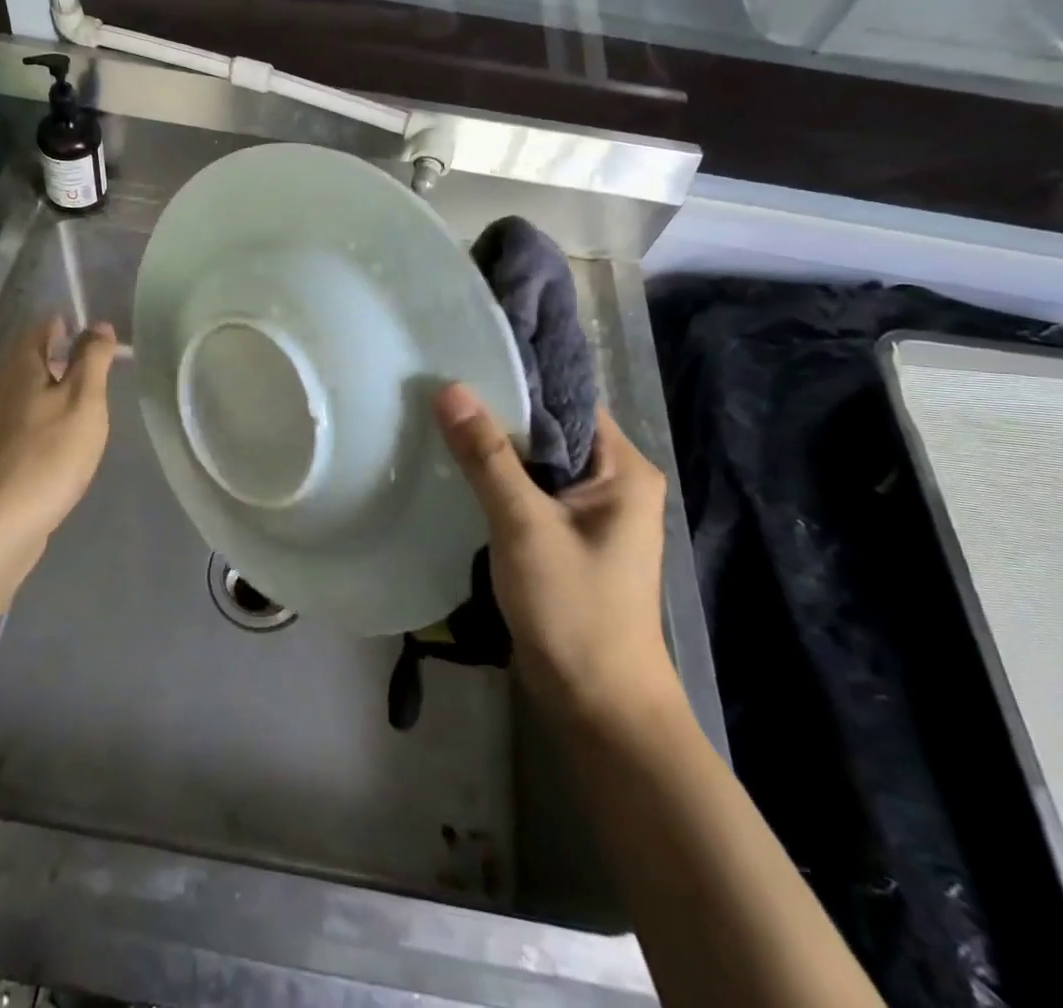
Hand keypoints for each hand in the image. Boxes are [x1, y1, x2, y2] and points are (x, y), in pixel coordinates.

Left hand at [0, 317, 117, 538]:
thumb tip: (99, 325)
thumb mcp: (83, 400)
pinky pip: (28, 417)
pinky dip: (51, 417)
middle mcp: (1, 382)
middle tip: (107, 370)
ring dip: (61, 388)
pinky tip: (70, 439)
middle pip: (36, 353)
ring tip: (95, 404)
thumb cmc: (47, 455)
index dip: (76, 322)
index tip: (107, 339)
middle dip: (69, 354)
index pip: (45, 321)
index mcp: (20, 362)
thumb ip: (93, 359)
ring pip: (32, 387)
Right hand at [434, 384, 678, 728]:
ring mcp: (590, 514)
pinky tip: (456, 467)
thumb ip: (487, 456)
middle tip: (441, 385)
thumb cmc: (574, 610)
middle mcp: (613, 483)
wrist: (597, 706)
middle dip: (499, 412)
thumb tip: (451, 389)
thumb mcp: (525, 525)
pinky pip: (529, 491)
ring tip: (439, 417)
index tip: (467, 357)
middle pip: (550, 429)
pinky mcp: (566, 538)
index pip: (568, 401)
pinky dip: (497, 478)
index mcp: (623, 469)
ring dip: (494, 446)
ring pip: (536, 462)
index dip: (521, 378)